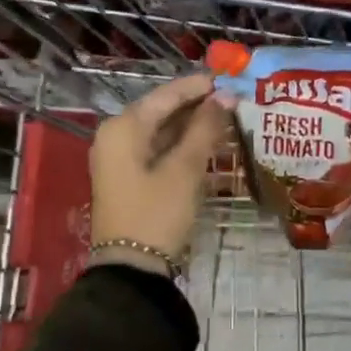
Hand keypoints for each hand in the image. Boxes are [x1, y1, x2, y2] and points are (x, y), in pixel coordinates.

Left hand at [89, 72, 232, 274]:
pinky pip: (157, 149)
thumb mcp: (185, 168)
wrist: (130, 271)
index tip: (231, 79)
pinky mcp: (128, 177)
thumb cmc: (157, 213)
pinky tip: (209, 144)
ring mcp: (120, 157)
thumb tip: (226, 96)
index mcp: (124, 127)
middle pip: (162, 110)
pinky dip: (181, 145)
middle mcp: (116, 135)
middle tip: (235, 101)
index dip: (199, 86)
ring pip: (161, 130)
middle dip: (198, 106)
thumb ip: (206, 127)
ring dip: (192, 125)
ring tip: (228, 119)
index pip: (166, 94)